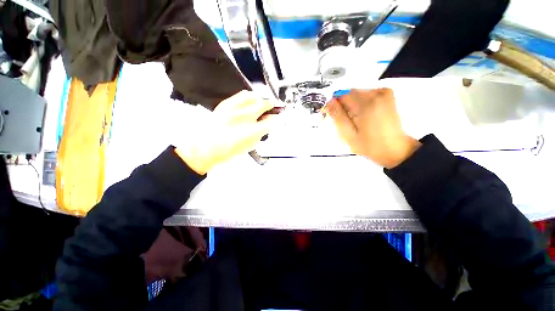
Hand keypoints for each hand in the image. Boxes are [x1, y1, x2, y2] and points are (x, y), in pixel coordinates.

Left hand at [174, 91, 278, 174]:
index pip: (272, 120)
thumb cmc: (230, 149)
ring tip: (261, 102)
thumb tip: (269, 123)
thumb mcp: (251, 144)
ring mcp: (234, 109)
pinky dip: (249, 96)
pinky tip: (250, 100)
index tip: (280, 116)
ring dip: (261, 99)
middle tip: (273, 106)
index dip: (278, 118)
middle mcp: (244, 117)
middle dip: (271, 104)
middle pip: (264, 104)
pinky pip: (242, 94)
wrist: (208, 146)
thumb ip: (262, 132)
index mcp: (252, 131)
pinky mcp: (226, 104)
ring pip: (254, 96)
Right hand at [323, 88, 420, 168]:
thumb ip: (337, 116)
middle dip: (343, 105)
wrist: (395, 149)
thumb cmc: (371, 145)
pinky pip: (366, 95)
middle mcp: (376, 94)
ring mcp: (384, 93)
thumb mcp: (348, 134)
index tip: (331, 114)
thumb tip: (328, 102)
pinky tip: (363, 116)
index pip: (341, 95)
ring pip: (356, 94)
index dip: (333, 104)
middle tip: (344, 121)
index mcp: (366, 104)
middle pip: (349, 93)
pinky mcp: (387, 95)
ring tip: (355, 121)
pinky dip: (360, 104)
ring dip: (351, 105)